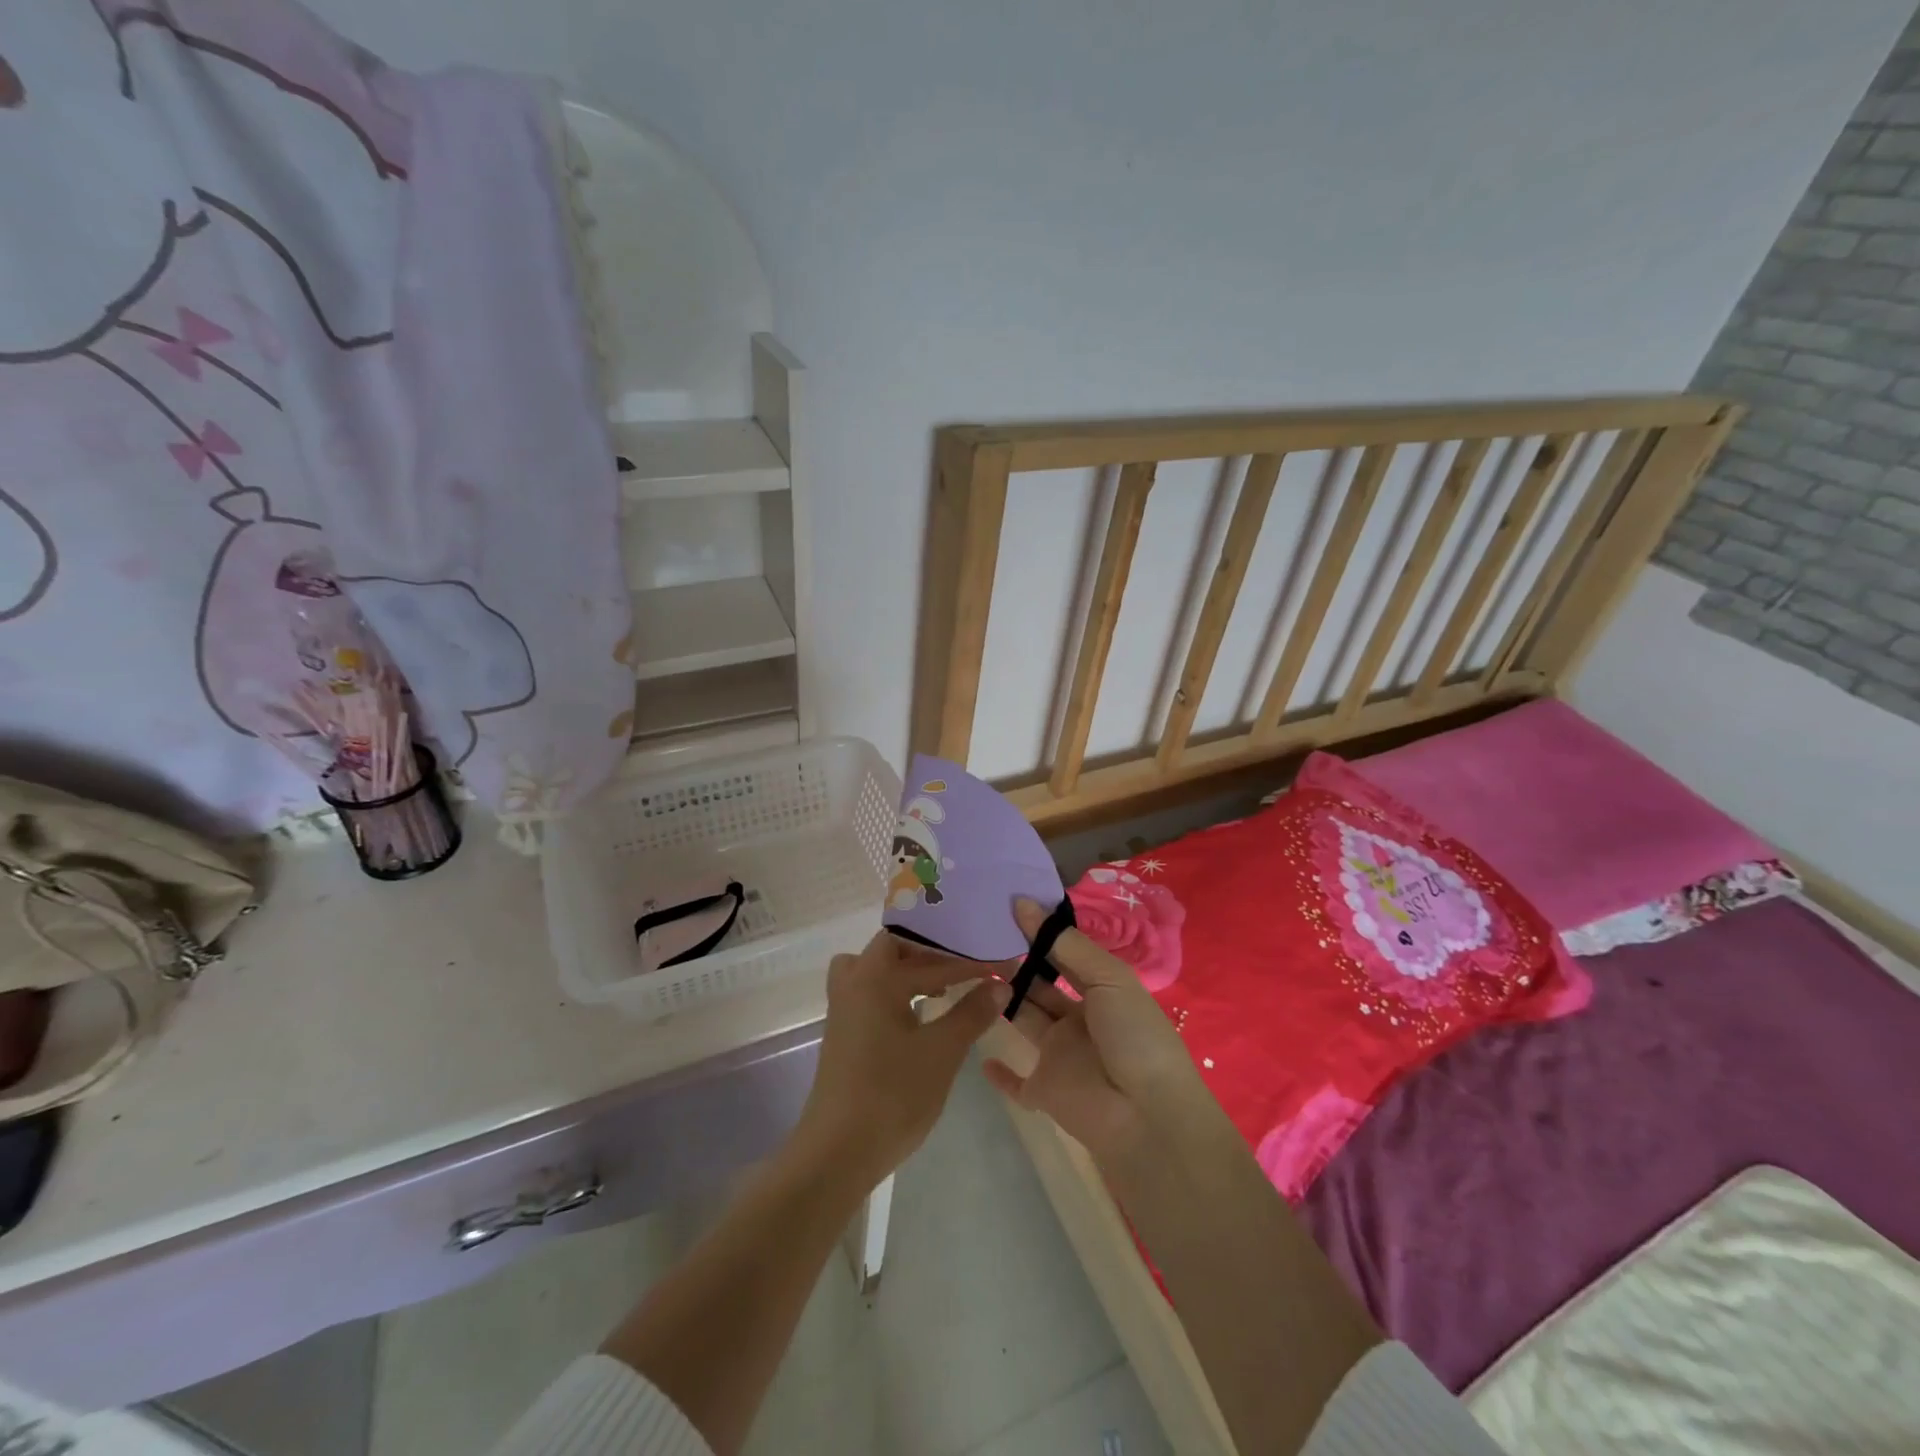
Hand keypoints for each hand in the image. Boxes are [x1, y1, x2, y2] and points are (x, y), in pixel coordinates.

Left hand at [792, 931, 1008, 1191]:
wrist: (837, 1152)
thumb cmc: (892, 1095)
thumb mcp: (942, 1052)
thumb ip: (972, 1013)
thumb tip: (1001, 984)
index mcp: (876, 977)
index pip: (931, 958)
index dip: (970, 962)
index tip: (1002, 965)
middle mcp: (854, 982)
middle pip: (894, 948)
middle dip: (933, 954)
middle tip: (966, 966)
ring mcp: (843, 1008)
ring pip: (876, 969)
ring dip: (908, 970)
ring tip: (941, 985)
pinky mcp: (842, 1032)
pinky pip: (870, 991)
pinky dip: (895, 990)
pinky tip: (919, 1014)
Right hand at [984, 899, 1215, 1167]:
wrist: (1146, 1116)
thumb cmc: (1133, 1036)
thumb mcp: (1108, 979)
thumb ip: (1065, 944)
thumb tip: (1023, 903)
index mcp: (1102, 992)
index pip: (1065, 956)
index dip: (1040, 934)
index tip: (1005, 908)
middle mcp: (1079, 1020)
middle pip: (1041, 986)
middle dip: (1017, 963)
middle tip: (980, 936)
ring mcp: (1061, 1056)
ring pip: (1025, 1020)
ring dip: (1004, 999)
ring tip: (970, 968)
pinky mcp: (1044, 1090)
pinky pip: (1017, 1082)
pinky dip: (1001, 1072)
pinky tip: (981, 1055)